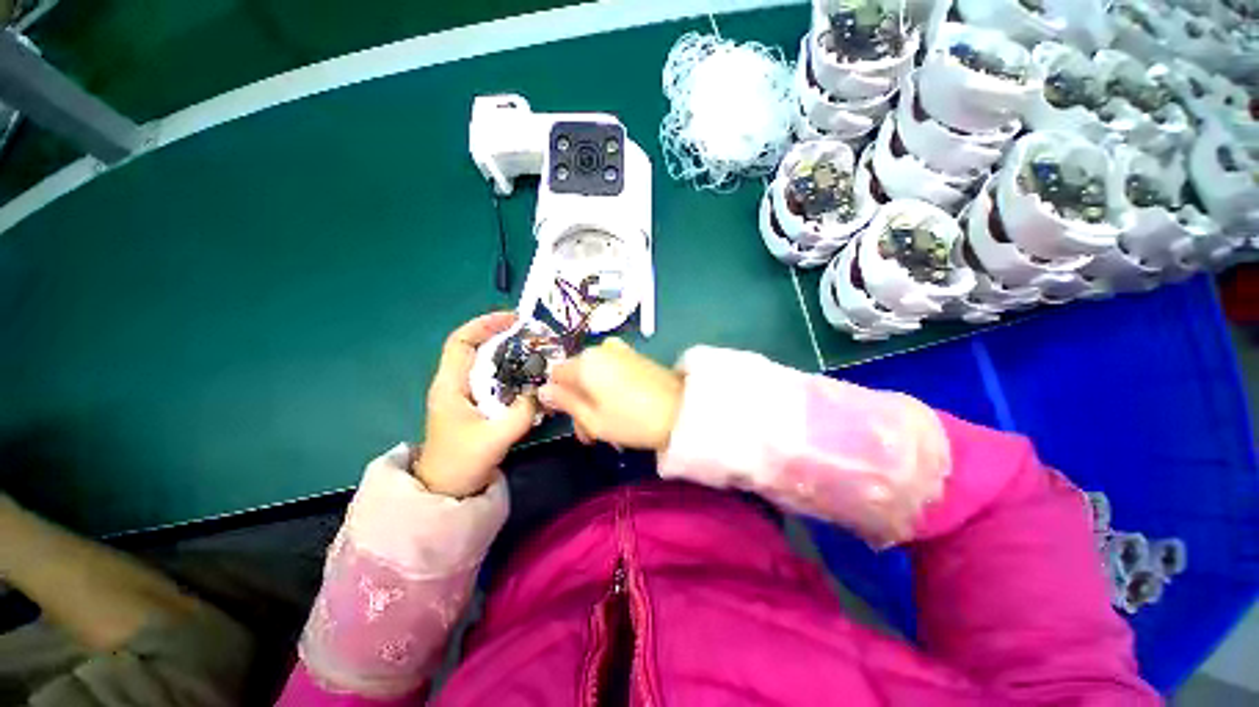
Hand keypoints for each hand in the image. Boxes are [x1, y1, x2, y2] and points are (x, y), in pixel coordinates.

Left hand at [411, 312, 535, 497]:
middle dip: (503, 336)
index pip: (461, 342)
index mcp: (450, 385)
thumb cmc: (461, 463)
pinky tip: (529, 376)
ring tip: (535, 351)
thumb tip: (542, 391)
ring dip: (509, 353)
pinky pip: (494, 378)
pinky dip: (511, 371)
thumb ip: (521, 413)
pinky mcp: (475, 404)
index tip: (513, 319)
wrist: (446, 490)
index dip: (484, 324)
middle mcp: (455, 383)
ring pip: (486, 362)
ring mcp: (465, 394)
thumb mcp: (494, 438)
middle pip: (476, 347)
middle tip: (533, 335)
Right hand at [539, 338, 683, 451]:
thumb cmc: (631, 419)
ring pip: (594, 375)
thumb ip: (565, 402)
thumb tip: (542, 390)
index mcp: (584, 363)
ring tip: (608, 424)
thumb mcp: (592, 419)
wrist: (681, 411)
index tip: (570, 419)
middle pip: (576, 375)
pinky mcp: (635, 356)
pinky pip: (611, 370)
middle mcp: (599, 350)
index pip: (555, 374)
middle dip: (579, 402)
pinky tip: (621, 407)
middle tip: (591, 433)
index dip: (557, 398)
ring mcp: (620, 351)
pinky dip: (609, 388)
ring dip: (594, 398)